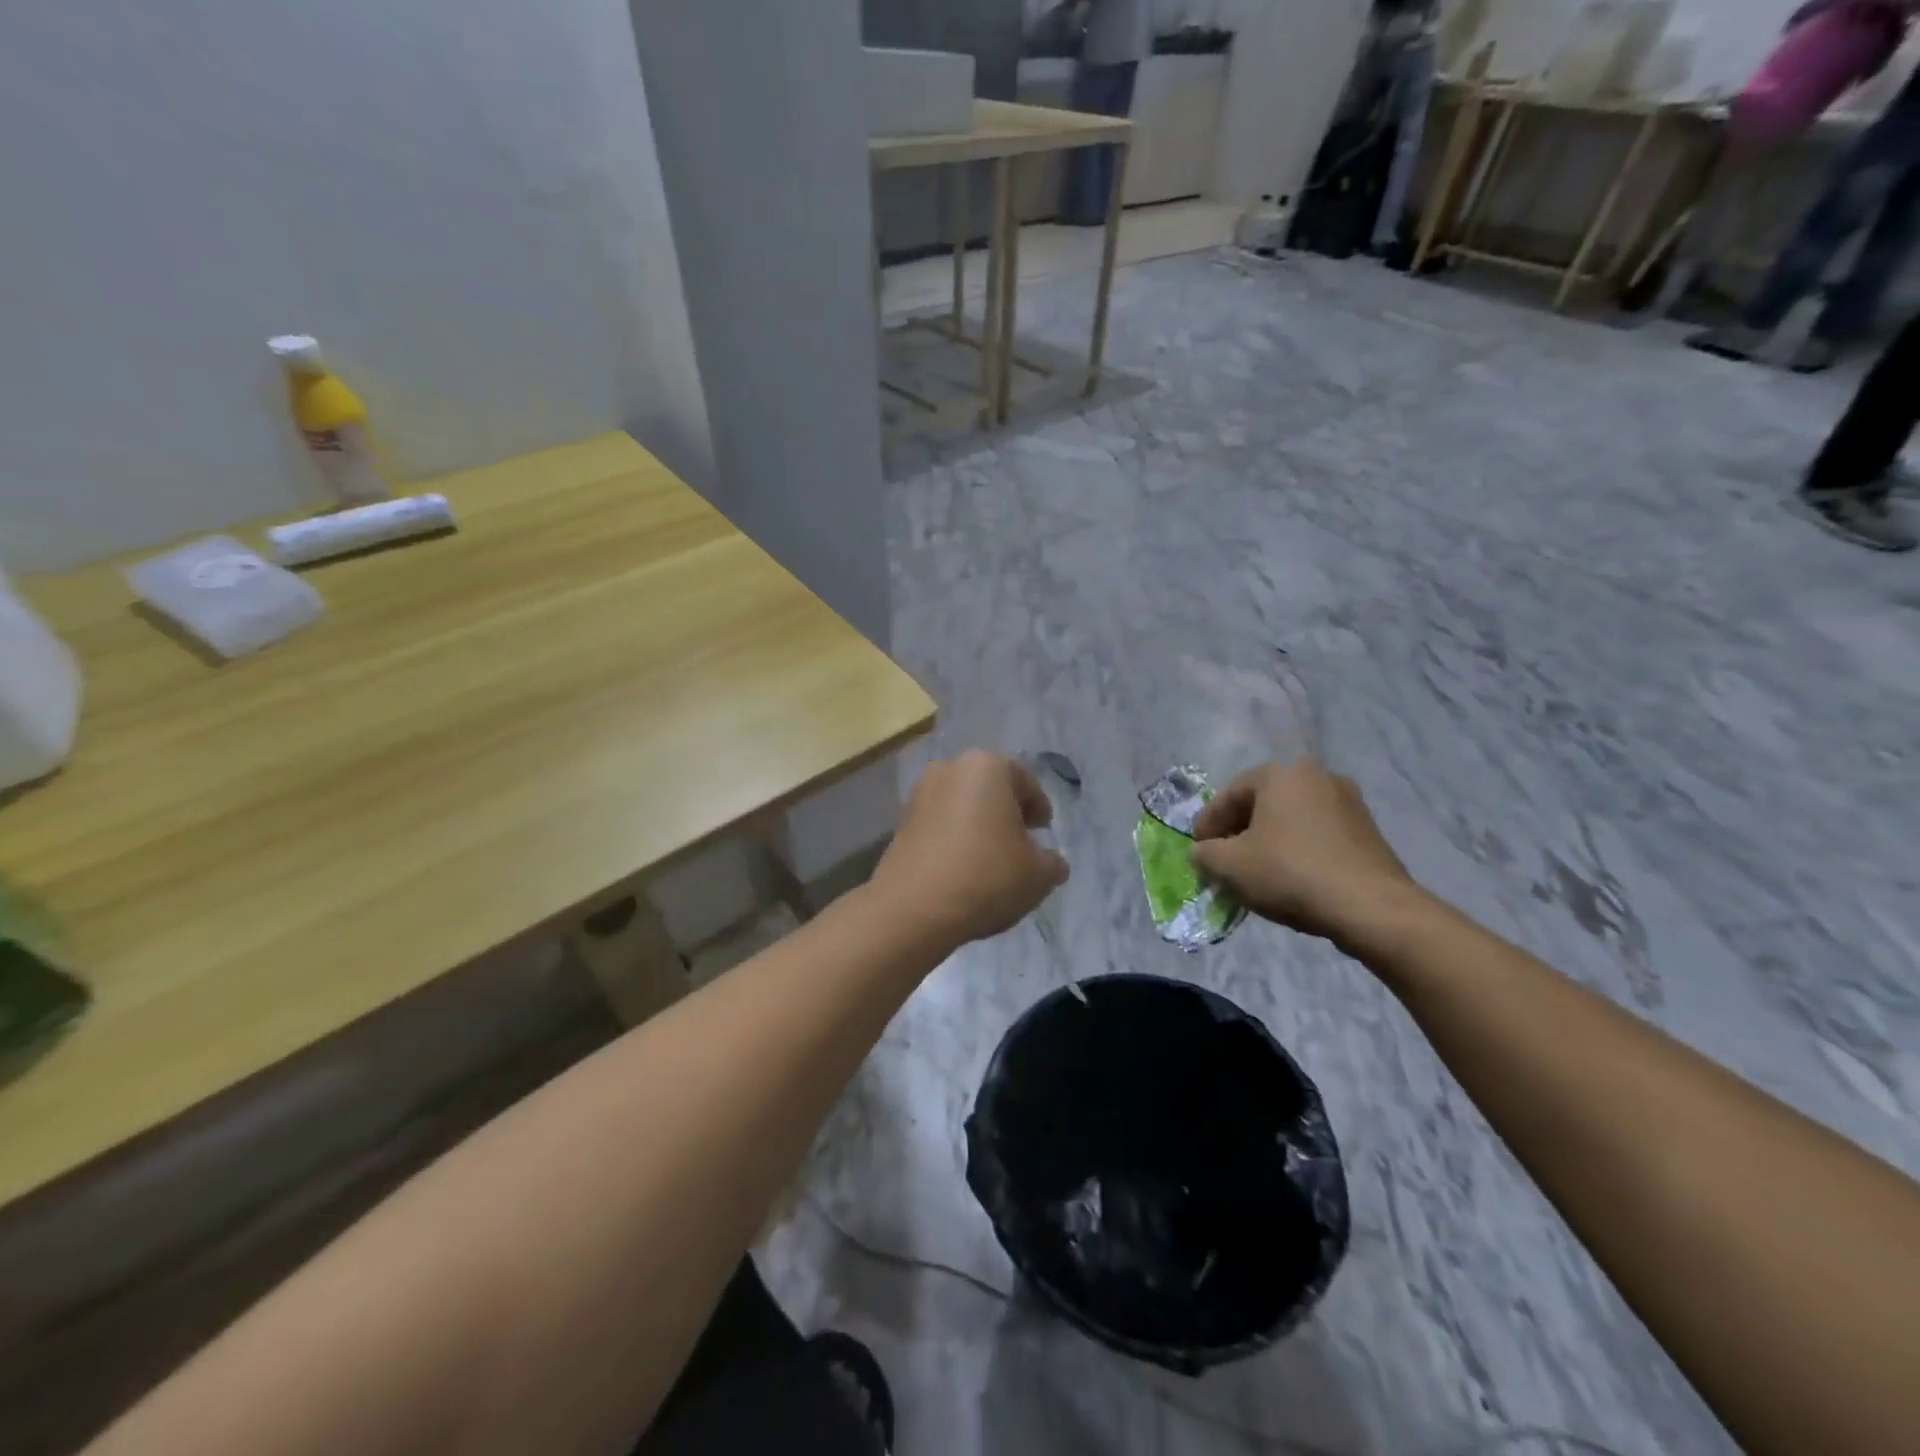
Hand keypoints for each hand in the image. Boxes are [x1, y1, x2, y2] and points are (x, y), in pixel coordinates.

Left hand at [871, 751, 1069, 945]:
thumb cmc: (986, 877)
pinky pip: (940, 825)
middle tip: (1021, 844)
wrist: (914, 908)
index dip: (1040, 809)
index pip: (1025, 782)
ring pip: (962, 806)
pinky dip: (954, 839)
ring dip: (978, 825)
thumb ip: (1052, 862)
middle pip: (990, 789)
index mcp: (987, 767)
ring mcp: (919, 794)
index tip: (1043, 833)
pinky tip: (963, 868)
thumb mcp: (1039, 874)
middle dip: (1007, 813)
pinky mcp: (900, 823)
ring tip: (991, 860)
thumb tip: (1050, 862)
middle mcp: (949, 769)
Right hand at [1190, 757, 1421, 950]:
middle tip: (1224, 860)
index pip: (1229, 794)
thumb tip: (1203, 853)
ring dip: (1269, 840)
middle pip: (1262, 803)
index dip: (1207, 824)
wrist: (1371, 907)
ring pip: (1292, 819)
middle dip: (1239, 831)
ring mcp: (1348, 801)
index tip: (1198, 851)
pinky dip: (1298, 850)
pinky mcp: (1368, 830)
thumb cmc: (1290, 873)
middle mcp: (1317, 776)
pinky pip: (1318, 834)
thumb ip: (1204, 854)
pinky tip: (1291, 877)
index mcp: (1281, 773)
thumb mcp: (1229, 866)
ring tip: (1256, 871)